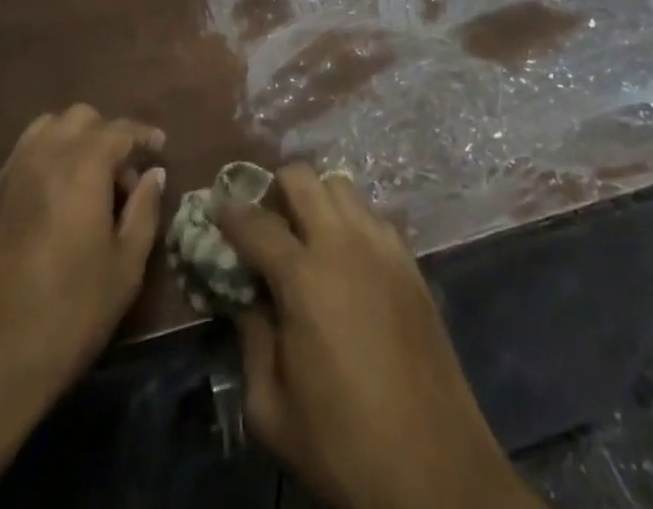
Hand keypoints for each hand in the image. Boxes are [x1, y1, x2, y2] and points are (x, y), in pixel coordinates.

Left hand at [0, 105, 164, 508]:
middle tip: (122, 176)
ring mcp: (7, 174)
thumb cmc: (66, 317)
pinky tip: (53, 204)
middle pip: (80, 118)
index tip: (159, 148)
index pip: (119, 130)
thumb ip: (143, 211)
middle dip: (107, 135)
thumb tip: (153, 174)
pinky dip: (45, 161)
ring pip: (46, 130)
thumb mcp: (124, 270)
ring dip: (72, 141)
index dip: (143, 135)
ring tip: (87, 183)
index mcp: (81, 165)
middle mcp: (42, 155)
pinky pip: (22, 157)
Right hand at [218, 167, 538, 508]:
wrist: (437, 475)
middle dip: (274, 188)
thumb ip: (251, 340)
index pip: (254, 222)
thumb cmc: (344, 446)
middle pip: (301, 177)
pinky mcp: (411, 263)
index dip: (229, 212)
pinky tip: (348, 262)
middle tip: (266, 223)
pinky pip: (373, 217)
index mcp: (303, 277)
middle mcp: (343, 245)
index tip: (216, 211)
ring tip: (307, 238)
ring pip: (341, 187)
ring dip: (316, 201)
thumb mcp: (272, 410)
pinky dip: (351, 223)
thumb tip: (247, 297)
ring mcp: (383, 248)